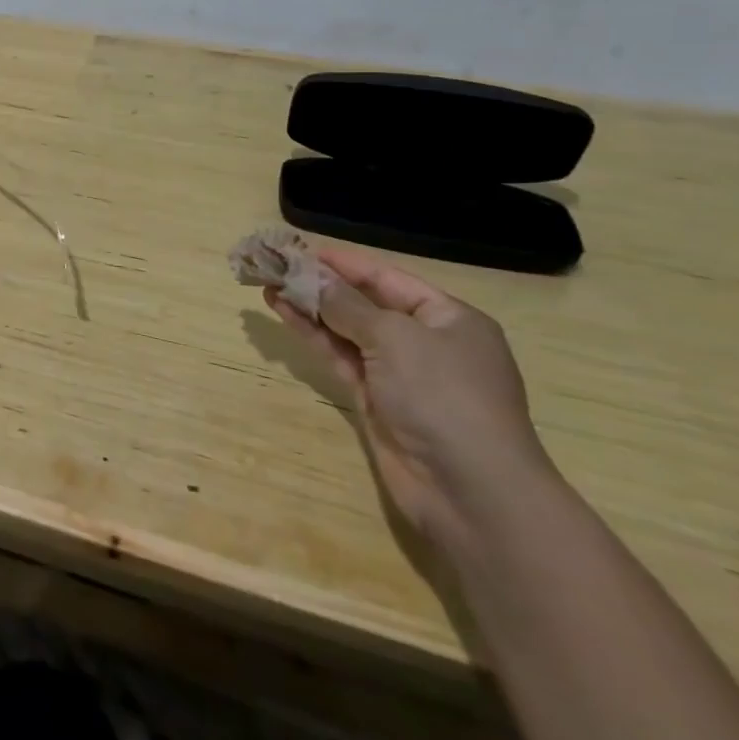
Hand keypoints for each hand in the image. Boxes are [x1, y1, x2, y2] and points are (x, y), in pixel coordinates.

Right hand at [265, 249, 555, 547]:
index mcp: (449, 318)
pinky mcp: (377, 401)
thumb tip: (311, 276)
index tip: (300, 248)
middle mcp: (426, 342)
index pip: (387, 278)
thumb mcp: (394, 338)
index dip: (344, 262)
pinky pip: (340, 357)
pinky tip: (284, 314)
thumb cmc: (443, 396)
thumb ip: (346, 305)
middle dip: (320, 284)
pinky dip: (313, 336)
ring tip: (268, 284)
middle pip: (364, 303)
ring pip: (346, 330)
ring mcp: (400, 374)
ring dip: (309, 308)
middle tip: (276, 264)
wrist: (470, 491)